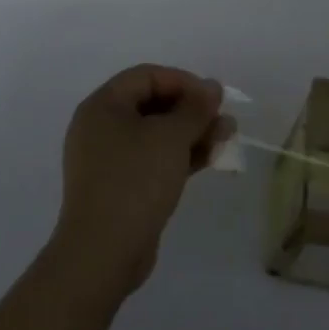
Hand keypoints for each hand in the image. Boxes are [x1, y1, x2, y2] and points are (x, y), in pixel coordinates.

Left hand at [47, 65, 232, 299]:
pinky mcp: (121, 186)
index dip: (183, 81)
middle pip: (153, 104)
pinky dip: (181, 155)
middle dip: (192, 110)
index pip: (147, 76)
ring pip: (157, 134)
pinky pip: (154, 159)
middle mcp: (101, 127)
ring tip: (227, 137)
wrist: (103, 253)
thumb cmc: (135, 181)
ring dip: (192, 133)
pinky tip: (211, 158)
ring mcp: (110, 159)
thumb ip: (195, 108)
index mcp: (103, 106)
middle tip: (223, 118)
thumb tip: (212, 87)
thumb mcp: (171, 137)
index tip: (213, 97)